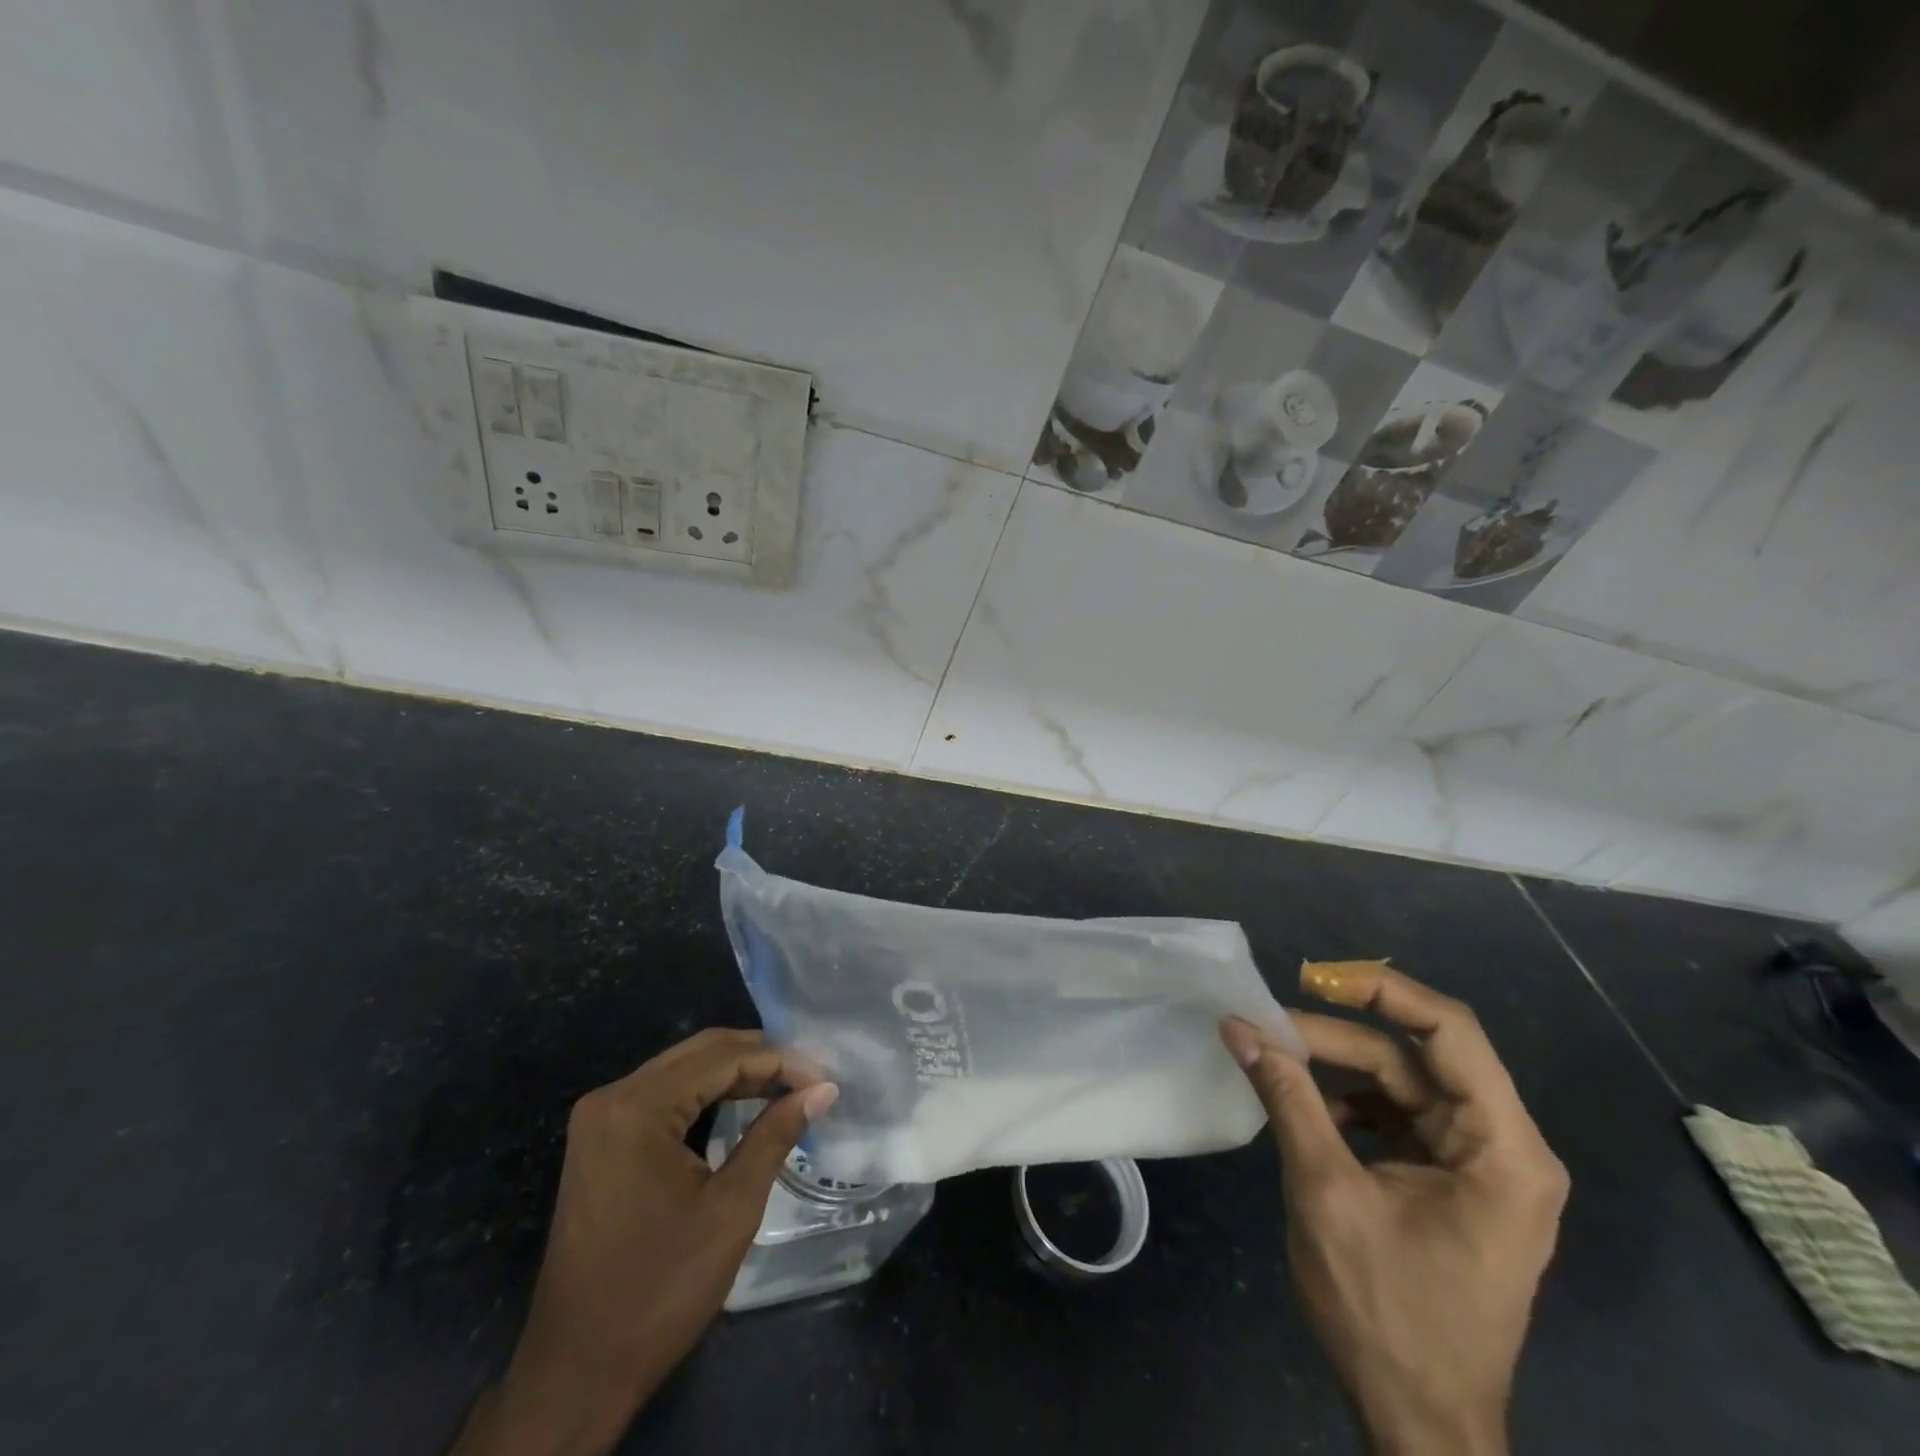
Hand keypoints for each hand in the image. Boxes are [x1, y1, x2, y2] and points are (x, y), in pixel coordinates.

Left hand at [450, 1029, 837, 1455]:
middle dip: (760, 1058)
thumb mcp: (731, 1209)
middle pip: (700, 1053)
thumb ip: (776, 1134)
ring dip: (735, 1073)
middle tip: (810, 1076)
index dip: (779, 1061)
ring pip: (682, 1070)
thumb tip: (823, 1089)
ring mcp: (600, 1119)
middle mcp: (612, 1097)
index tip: (824, 1077)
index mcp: (636, 1107)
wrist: (576, 1372)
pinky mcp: (601, 1141)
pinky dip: (706, 1094)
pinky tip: (742, 1104)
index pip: (722, 1058)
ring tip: (787, 1086)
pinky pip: (663, 1095)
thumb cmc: (660, 1290)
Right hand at [1223, 962, 1567, 1455]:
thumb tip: (1238, 1025)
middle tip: (1267, 1026)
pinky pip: (1397, 1117)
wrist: (1419, 1423)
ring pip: (1402, 1083)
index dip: (1383, 991)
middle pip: (1416, 1057)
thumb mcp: (1326, 1192)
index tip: (1314, 977)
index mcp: (1503, 1149)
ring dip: (1338, 1067)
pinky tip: (1306, 1111)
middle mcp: (1503, 1148)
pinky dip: (1349, 1104)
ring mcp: (1477, 1167)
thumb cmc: (1386, 1311)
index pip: (1450, 1031)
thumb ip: (1286, 1097)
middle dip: (1339, 1036)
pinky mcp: (1449, 1183)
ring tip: (1276, 1060)